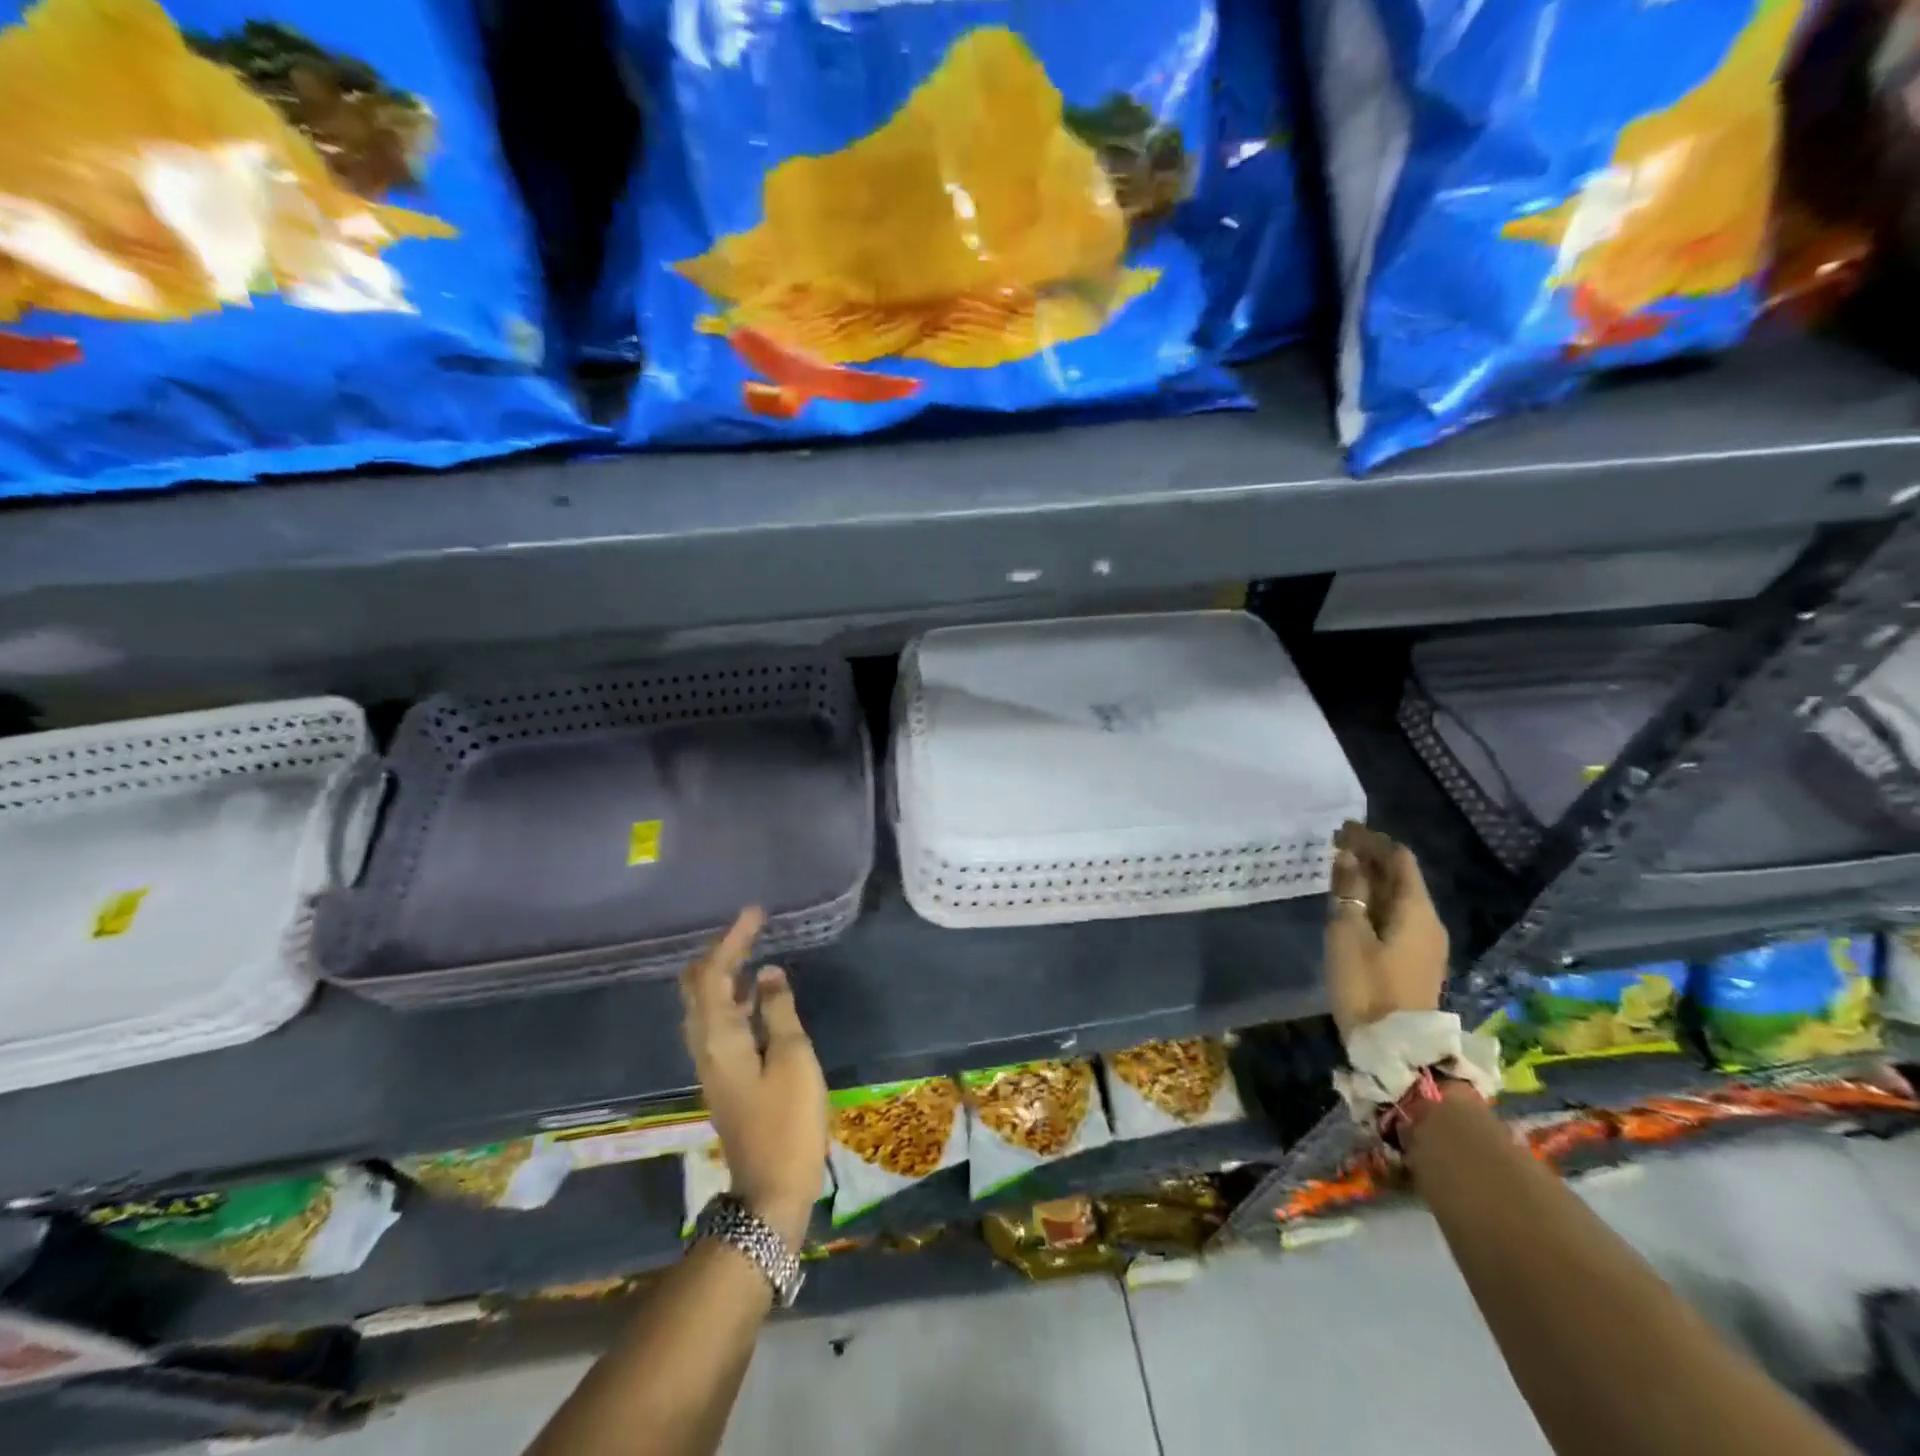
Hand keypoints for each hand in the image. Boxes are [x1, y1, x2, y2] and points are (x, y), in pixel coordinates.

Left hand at [680, 908, 828, 1247]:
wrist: (771, 1190)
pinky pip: (719, 1021)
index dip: (732, 941)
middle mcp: (705, 1045)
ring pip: (705, 1005)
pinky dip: (733, 996)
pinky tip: (758, 992)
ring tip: (752, 949)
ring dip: (724, 973)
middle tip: (748, 929)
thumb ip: (779, 1011)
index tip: (755, 913)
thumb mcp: (793, 1058)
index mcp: (718, 1037)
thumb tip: (769, 974)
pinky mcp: (725, 1075)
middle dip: (718, 953)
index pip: (713, 975)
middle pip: (697, 987)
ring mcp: (712, 1063)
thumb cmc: (787, 1121)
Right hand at [1325, 822, 1447, 1038]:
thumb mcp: (1348, 934)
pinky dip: (1374, 901)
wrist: (1397, 1050)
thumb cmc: (1367, 986)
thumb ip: (1349, 892)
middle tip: (1336, 845)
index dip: (1371, 840)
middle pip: (1401, 877)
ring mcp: (1425, 943)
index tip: (1341, 829)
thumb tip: (1349, 857)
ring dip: (1371, 880)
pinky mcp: (1414, 961)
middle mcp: (1428, 921)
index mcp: (1416, 910)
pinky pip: (1396, 916)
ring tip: (1339, 870)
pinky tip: (1352, 904)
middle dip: (1370, 857)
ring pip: (1398, 897)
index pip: (1398, 859)